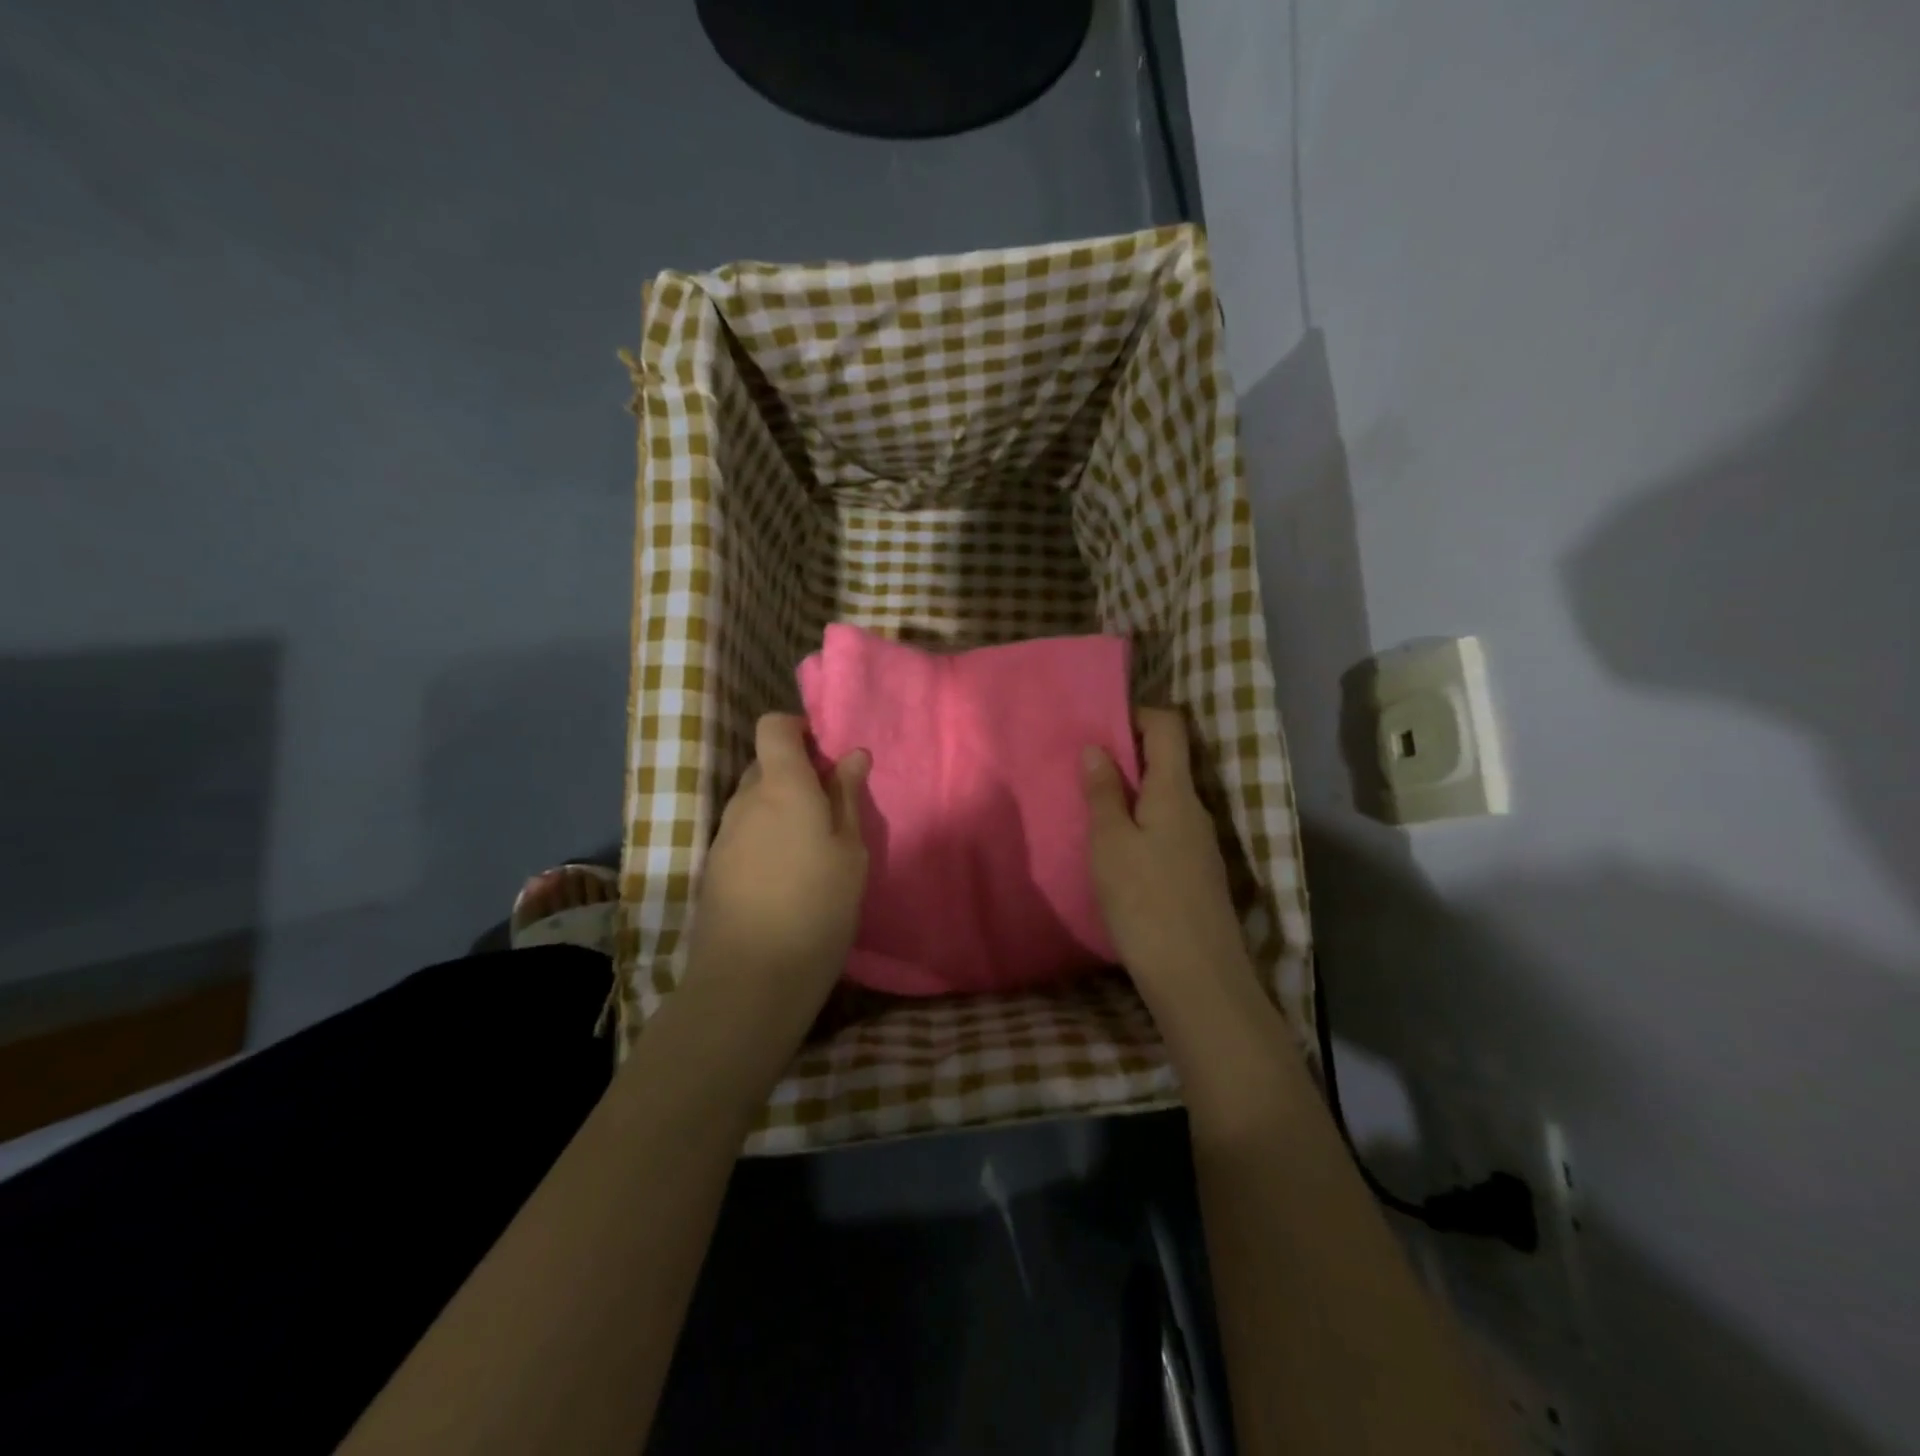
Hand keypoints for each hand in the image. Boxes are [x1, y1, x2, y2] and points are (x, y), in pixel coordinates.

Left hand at [685, 713, 870, 1018]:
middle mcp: (745, 801)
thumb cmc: (817, 908)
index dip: (797, 729)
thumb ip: (847, 798)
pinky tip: (787, 876)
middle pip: (765, 764)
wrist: (751, 979)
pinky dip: (766, 836)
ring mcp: (724, 835)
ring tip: (813, 848)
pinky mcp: (715, 867)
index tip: (826, 755)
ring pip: (754, 801)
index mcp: (782, 787)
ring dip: (781, 808)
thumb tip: (852, 754)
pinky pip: (744, 832)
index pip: (773, 727)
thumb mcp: (850, 852)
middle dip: (796, 773)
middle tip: (831, 808)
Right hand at [1082, 708, 1253, 1004]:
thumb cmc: (1145, 901)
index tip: (1098, 726)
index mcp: (1176, 792)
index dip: (1137, 715)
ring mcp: (1200, 844)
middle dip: (1126, 756)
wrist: (1197, 979)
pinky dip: (1140, 824)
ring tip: (1090, 808)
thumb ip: (1104, 793)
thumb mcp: (1110, 843)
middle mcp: (1195, 810)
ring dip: (1131, 794)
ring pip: (1165, 799)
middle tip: (1082, 769)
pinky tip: (1114, 850)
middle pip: (1168, 762)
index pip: (1169, 727)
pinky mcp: (1196, 874)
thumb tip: (1097, 747)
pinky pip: (1167, 829)